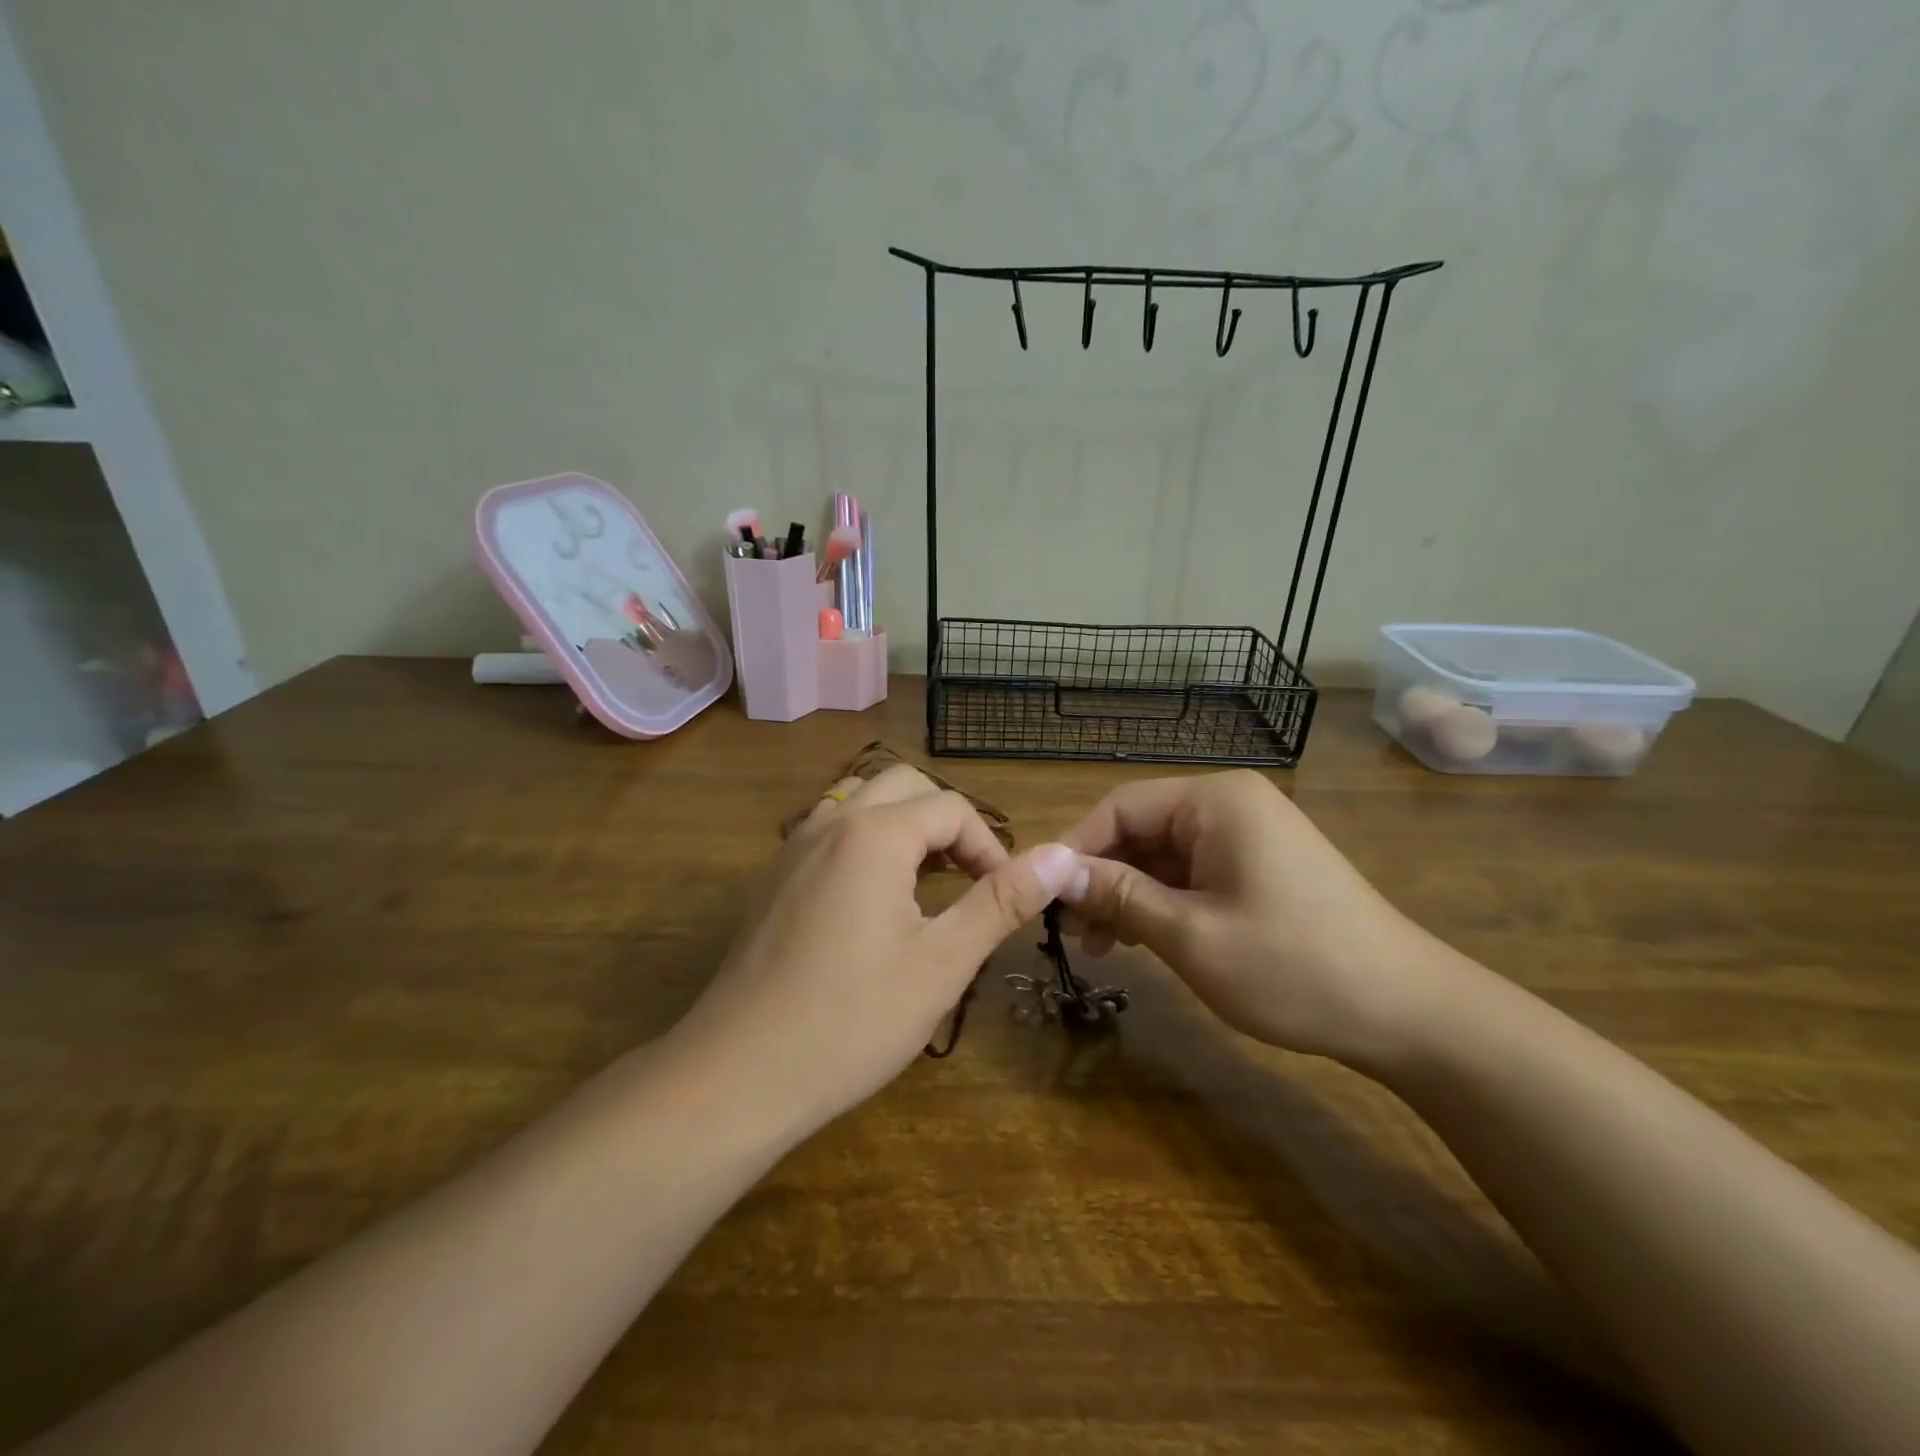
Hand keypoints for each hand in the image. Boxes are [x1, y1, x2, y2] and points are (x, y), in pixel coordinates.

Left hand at [673, 766, 1082, 1134]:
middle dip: (948, 825)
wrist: (737, 1074)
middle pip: (905, 788)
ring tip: (929, 885)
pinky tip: (874, 904)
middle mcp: (829, 823)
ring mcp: (793, 848)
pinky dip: (868, 845)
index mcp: (873, 834)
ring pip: (862, 805)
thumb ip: (1002, 902)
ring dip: (905, 830)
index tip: (1004, 898)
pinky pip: (831, 833)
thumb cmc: (851, 1020)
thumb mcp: (942, 963)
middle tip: (970, 881)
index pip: (951, 808)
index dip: (990, 846)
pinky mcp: (774, 879)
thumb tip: (1062, 854)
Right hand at [1058, 771, 1456, 1069]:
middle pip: (1142, 829)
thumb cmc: (1293, 966)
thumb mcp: (1191, 934)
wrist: (1409, 1012)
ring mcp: (1249, 836)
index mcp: (1215, 801)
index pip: (1121, 805)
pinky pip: (1194, 873)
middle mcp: (1231, 805)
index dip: (1076, 848)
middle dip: (1102, 877)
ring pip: (1165, 855)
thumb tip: (1054, 873)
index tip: (1043, 894)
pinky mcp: (1260, 867)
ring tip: (1101, 946)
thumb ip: (1118, 895)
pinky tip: (1141, 939)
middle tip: (1070, 931)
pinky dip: (1163, 902)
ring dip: (1129, 895)